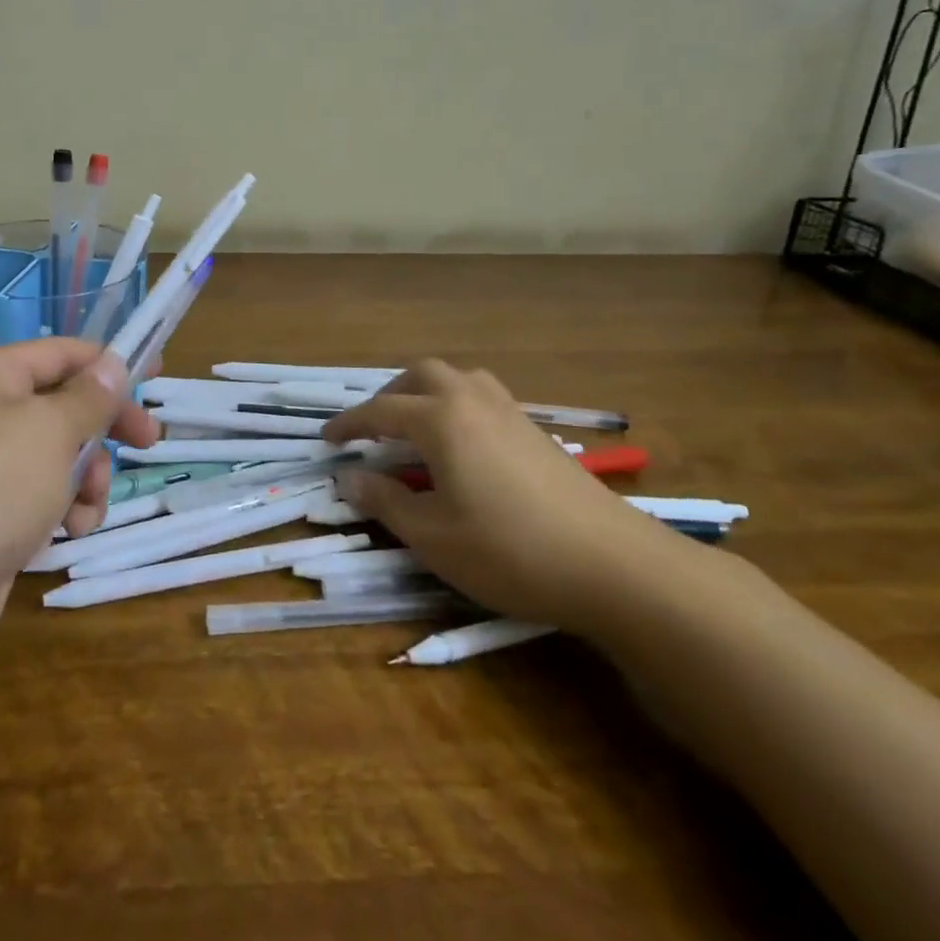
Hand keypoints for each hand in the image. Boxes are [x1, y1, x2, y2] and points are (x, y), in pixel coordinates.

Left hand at [0, 340, 157, 687]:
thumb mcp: (51, 431)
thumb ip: (89, 396)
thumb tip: (112, 362)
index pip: (65, 352)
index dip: (112, 362)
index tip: (158, 376)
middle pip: (65, 404)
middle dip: (106, 426)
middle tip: (148, 442)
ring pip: (60, 454)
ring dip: (88, 477)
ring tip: (88, 505)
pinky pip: (43, 496)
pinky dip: (65, 509)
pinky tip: (70, 532)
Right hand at [324, 360, 683, 631]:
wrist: (613, 565)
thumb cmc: (510, 551)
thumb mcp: (433, 537)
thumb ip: (386, 503)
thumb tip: (349, 479)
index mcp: (440, 419)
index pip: (380, 411)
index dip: (349, 424)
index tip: (326, 439)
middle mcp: (472, 401)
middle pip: (421, 375)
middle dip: (390, 395)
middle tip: (373, 428)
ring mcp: (510, 412)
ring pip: (458, 378)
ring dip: (428, 393)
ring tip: (417, 428)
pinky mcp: (537, 431)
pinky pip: (484, 396)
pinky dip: (458, 405)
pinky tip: (464, 446)